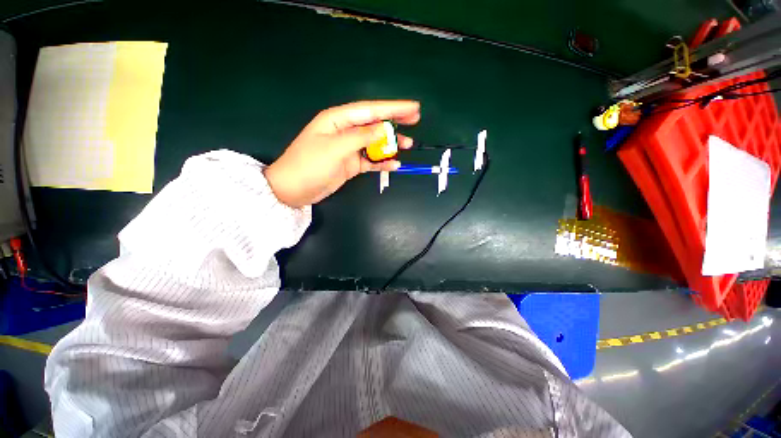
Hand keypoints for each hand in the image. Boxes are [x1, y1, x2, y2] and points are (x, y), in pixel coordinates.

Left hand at [264, 100, 419, 207]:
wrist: (294, 189)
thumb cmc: (309, 165)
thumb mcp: (335, 148)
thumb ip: (360, 137)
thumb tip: (384, 129)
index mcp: (338, 120)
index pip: (370, 110)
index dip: (392, 108)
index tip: (413, 108)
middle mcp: (346, 131)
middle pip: (374, 123)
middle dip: (394, 121)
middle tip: (415, 120)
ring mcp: (349, 149)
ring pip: (375, 143)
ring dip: (391, 144)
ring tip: (408, 145)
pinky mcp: (351, 164)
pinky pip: (371, 161)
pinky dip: (382, 163)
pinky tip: (394, 165)